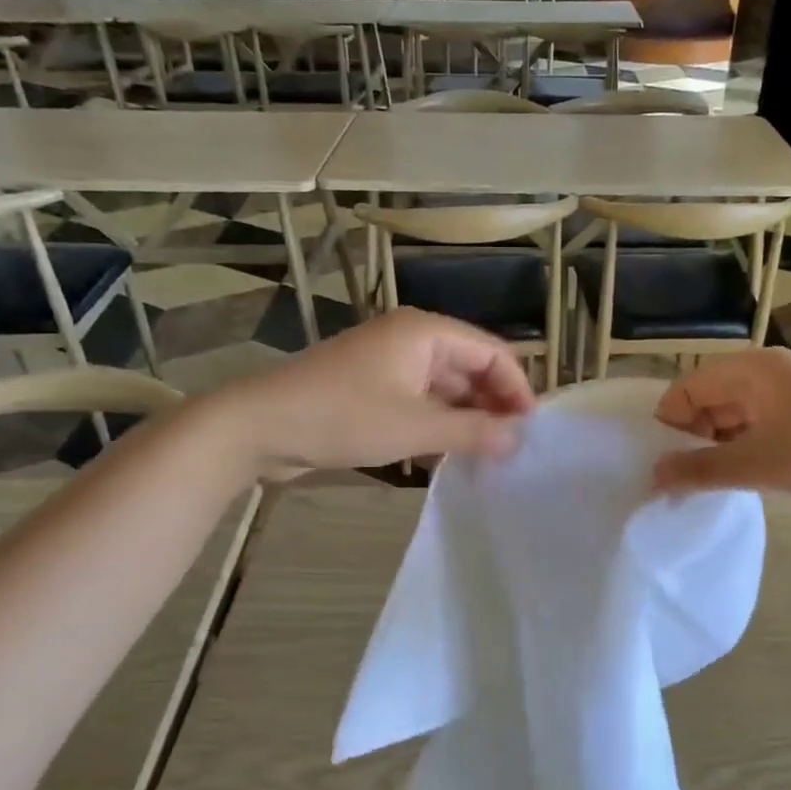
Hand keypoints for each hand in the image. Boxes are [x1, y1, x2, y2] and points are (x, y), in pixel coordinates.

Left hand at [215, 309, 534, 476]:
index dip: (516, 388)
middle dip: (492, 405)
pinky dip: (438, 425)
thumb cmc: (343, 416)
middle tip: (512, 449)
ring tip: (488, 457)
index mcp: (425, 332)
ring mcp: (388, 364)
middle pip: (469, 368)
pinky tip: (450, 456)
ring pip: (444, 388)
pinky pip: (419, 402)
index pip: (490, 352)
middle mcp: (410, 339)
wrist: (259, 426)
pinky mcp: (371, 389)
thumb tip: (518, 440)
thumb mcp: (415, 427)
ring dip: (466, 418)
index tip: (531, 430)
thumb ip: (472, 432)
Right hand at [650, 347, 790, 515]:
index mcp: (752, 368)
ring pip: (733, 419)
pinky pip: (758, 430)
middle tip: (681, 485)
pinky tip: (743, 482)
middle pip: (707, 401)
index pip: (686, 389)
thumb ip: (701, 470)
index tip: (659, 469)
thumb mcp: (761, 465)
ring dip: (717, 451)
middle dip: (690, 440)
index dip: (667, 427)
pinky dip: (744, 453)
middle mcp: (767, 373)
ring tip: (708, 489)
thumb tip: (652, 476)